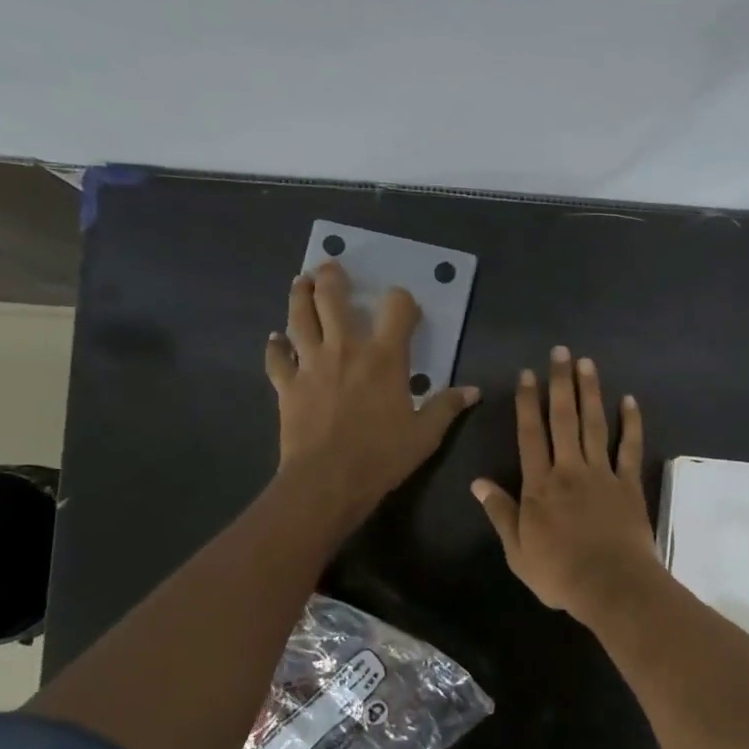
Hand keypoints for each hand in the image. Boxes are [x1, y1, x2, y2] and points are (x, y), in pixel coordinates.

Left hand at [266, 261, 478, 527]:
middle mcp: (346, 349)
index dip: (402, 300)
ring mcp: (311, 364)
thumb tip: (473, 391)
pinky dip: (276, 346)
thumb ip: (447, 407)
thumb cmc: (382, 455)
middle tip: (331, 268)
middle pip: (333, 298)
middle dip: (332, 278)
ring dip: (300, 296)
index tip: (404, 306)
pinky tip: (275, 339)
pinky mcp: (287, 384)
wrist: (327, 480)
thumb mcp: (425, 434)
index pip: (396, 309)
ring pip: (299, 317)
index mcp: (385, 357)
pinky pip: (277, 358)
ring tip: (302, 282)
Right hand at [472, 346, 661, 622]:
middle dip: (561, 383)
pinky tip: (629, 400)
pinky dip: (631, 424)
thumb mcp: (517, 550)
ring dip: (591, 392)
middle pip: (564, 419)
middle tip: (561, 351)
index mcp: (540, 486)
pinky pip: (630, 448)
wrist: (611, 585)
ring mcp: (602, 474)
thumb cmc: (559, 573)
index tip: (528, 374)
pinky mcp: (628, 484)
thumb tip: (477, 482)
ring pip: (595, 425)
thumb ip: (500, 512)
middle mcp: (570, 470)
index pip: (531, 435)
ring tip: (587, 363)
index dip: (528, 403)